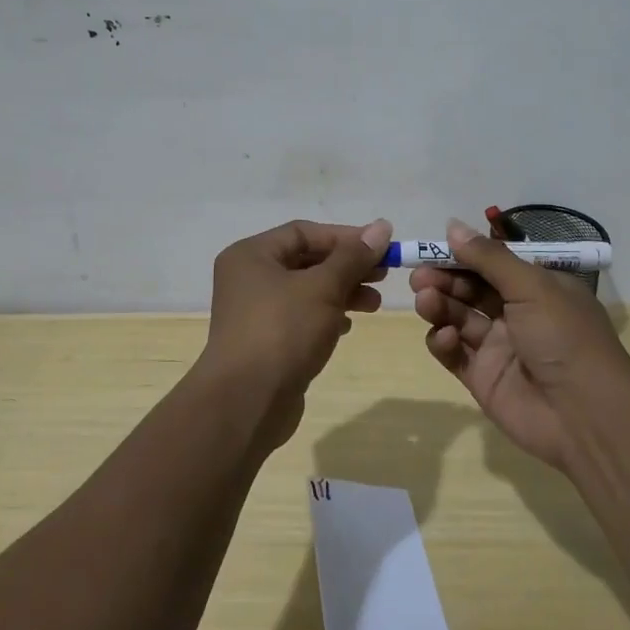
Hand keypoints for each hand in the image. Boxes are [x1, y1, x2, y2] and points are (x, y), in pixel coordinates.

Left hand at [200, 218, 392, 443]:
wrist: (246, 403)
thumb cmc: (283, 332)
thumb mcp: (323, 288)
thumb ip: (353, 257)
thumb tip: (382, 226)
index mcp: (251, 255)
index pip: (304, 233)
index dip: (345, 237)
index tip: (381, 248)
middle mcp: (248, 278)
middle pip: (305, 260)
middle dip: (347, 267)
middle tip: (383, 276)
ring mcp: (255, 312)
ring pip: (306, 291)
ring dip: (342, 292)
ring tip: (374, 303)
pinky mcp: (265, 342)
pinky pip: (301, 318)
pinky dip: (326, 316)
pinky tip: (348, 326)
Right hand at [411, 217, 629, 469]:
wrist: (586, 416)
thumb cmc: (565, 338)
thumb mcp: (532, 287)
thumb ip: (489, 258)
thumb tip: (452, 226)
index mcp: (538, 288)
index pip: (492, 264)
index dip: (462, 255)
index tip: (432, 248)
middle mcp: (518, 314)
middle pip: (470, 289)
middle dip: (444, 279)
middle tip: (419, 277)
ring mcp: (498, 347)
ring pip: (458, 318)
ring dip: (439, 306)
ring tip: (426, 301)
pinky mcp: (482, 377)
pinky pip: (454, 353)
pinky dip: (443, 342)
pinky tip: (444, 336)